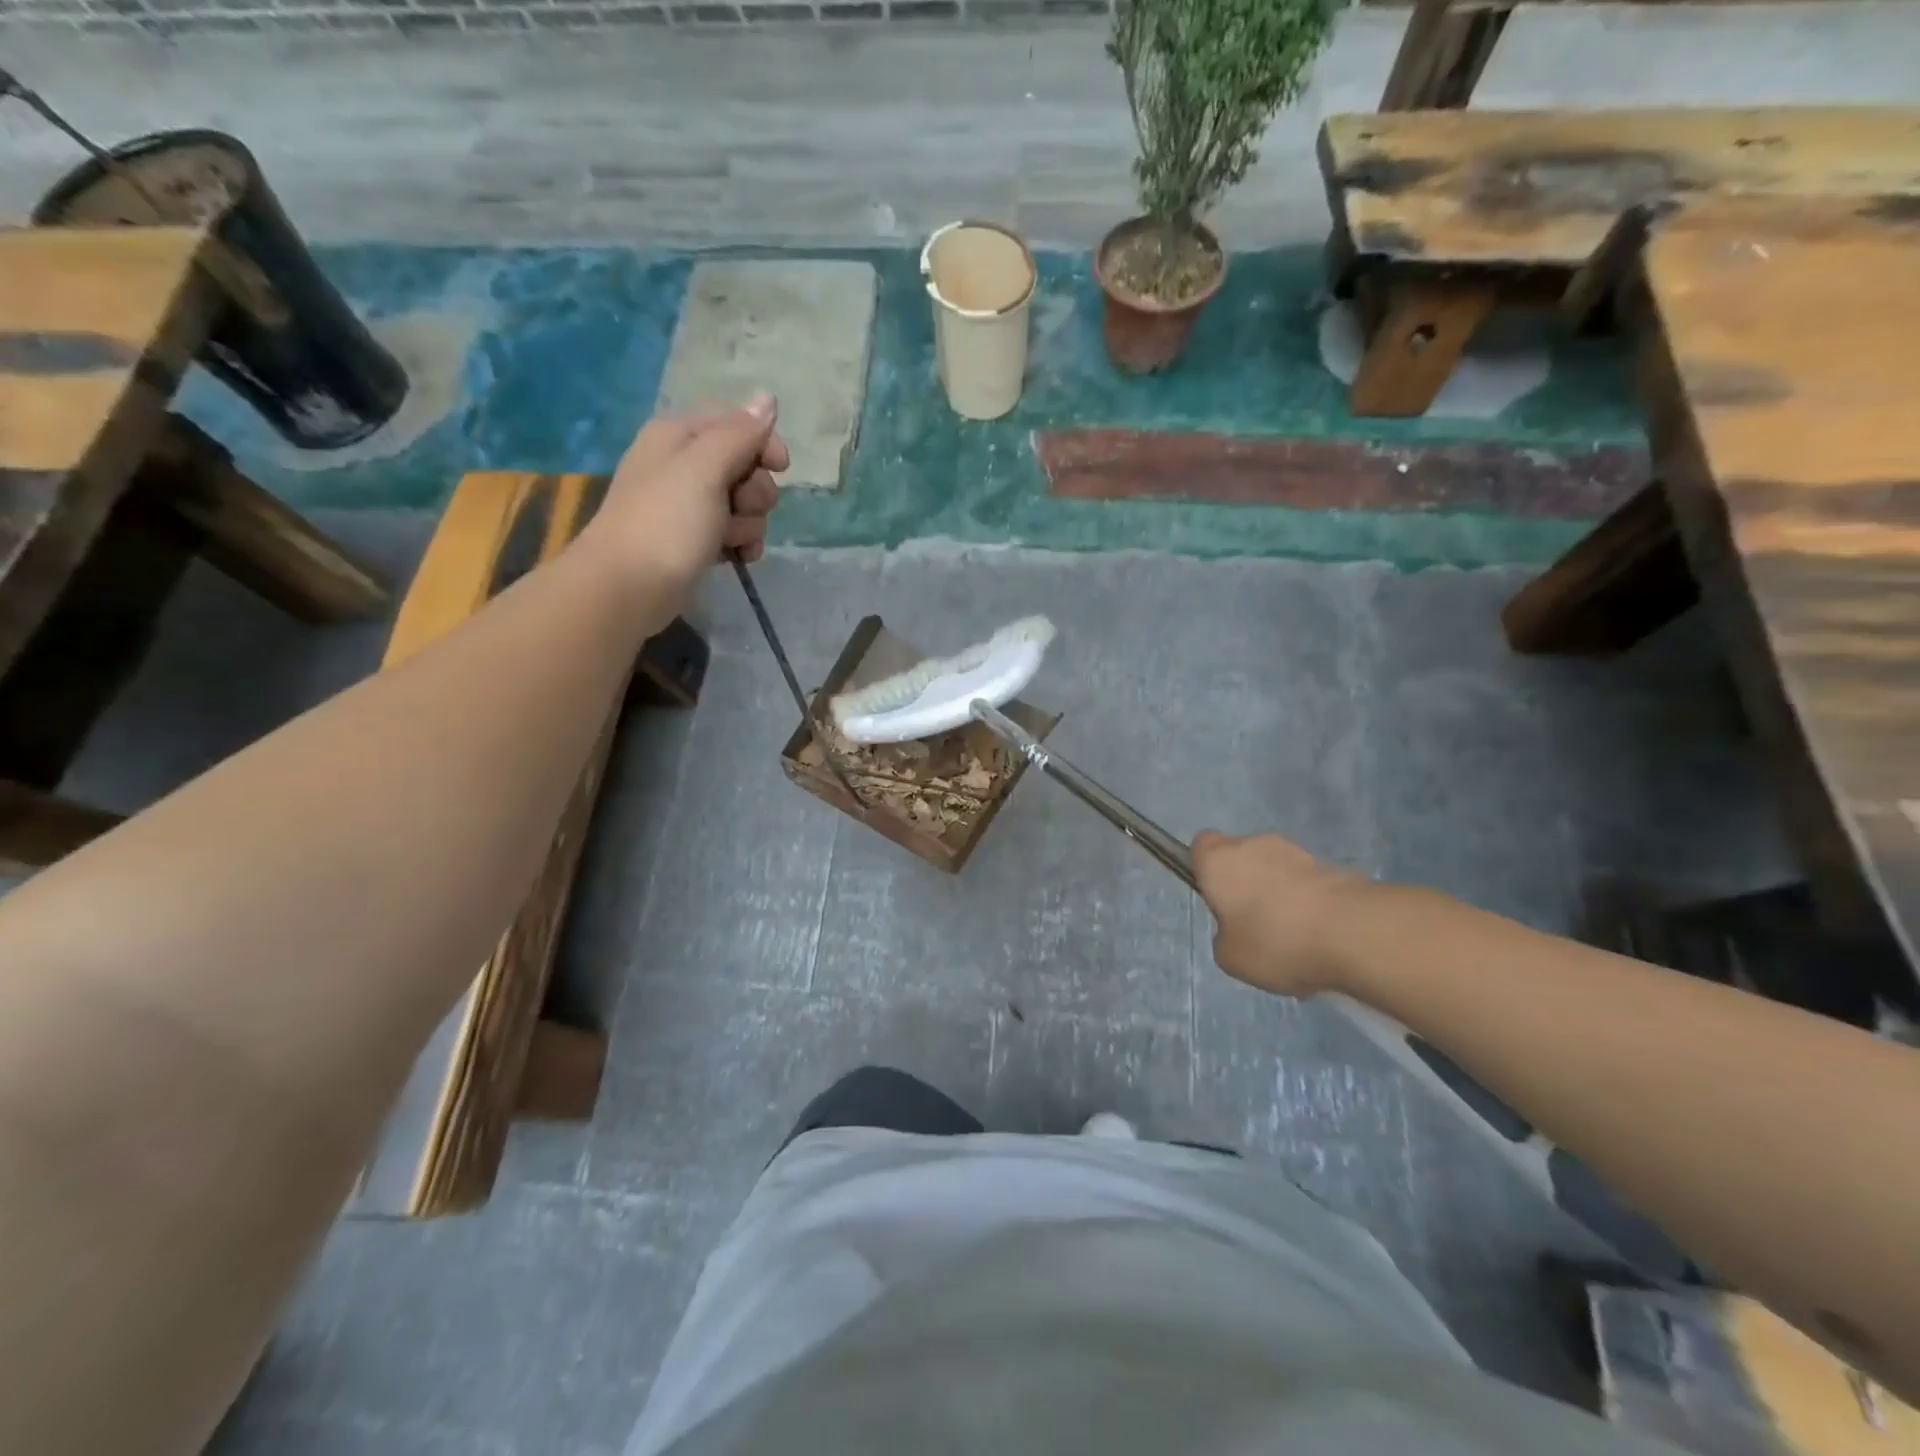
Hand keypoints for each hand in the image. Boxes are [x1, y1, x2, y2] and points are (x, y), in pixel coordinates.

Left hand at [579, 392, 788, 599]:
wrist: (628, 587)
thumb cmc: (667, 522)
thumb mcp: (705, 468)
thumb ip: (740, 433)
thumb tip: (768, 397)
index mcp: (679, 435)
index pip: (737, 421)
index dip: (763, 442)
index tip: (781, 468)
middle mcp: (684, 464)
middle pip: (745, 465)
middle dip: (755, 490)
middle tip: (740, 508)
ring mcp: (689, 505)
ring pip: (744, 503)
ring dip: (750, 522)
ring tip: (731, 539)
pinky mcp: (696, 539)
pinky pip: (735, 532)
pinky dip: (743, 543)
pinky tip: (740, 557)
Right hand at [1192, 830, 1370, 997]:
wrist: (1353, 933)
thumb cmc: (1274, 941)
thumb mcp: (1230, 958)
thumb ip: (1225, 938)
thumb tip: (1239, 930)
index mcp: (1219, 860)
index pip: (1201, 846)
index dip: (1205, 870)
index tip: (1217, 899)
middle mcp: (1255, 844)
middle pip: (1243, 858)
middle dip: (1247, 886)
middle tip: (1255, 927)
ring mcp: (1297, 852)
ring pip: (1278, 871)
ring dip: (1281, 896)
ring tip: (1295, 941)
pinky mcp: (1334, 867)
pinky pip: (1309, 886)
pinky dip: (1310, 906)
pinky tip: (1321, 941)